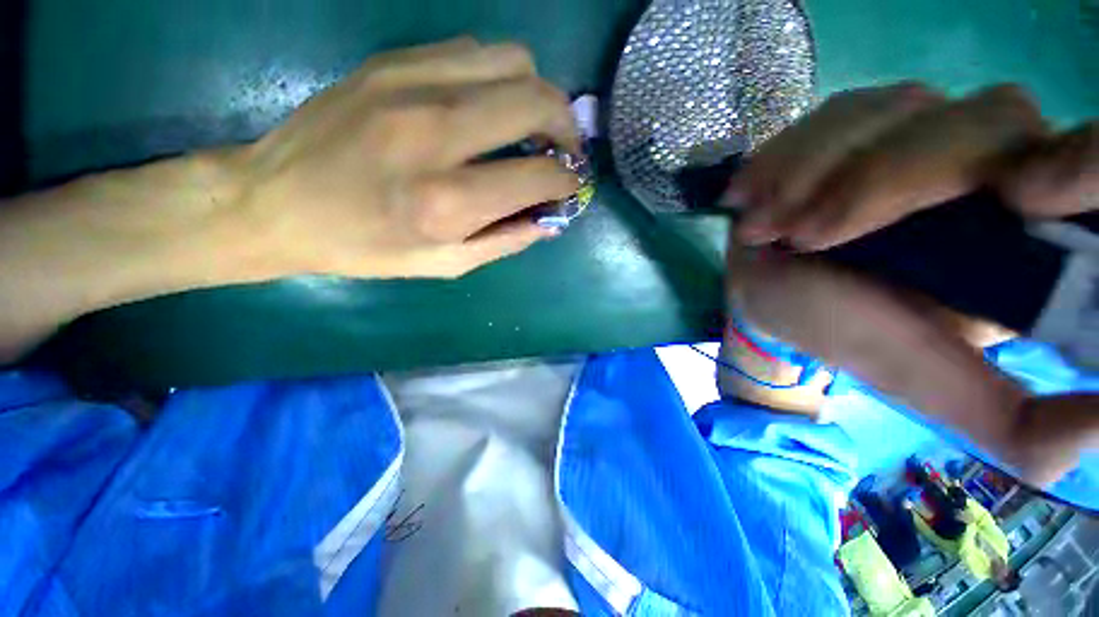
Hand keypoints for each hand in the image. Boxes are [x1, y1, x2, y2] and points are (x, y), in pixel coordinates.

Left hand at [230, 37, 579, 278]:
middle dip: (566, 125)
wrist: (275, 201)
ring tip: (529, 124)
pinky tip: (488, 105)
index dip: (566, 180)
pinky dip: (497, 77)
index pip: (537, 176)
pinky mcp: (392, 61)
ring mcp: (410, 85)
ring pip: (511, 60)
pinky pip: (472, 50)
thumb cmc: (365, 246)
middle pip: (535, 100)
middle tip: (564, 148)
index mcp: (446, 202)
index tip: (569, 184)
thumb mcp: (445, 264)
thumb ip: (506, 240)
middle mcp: (434, 134)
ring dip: (536, 93)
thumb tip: (550, 220)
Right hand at [723, 83, 1098, 486]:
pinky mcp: (864, 119)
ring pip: (904, 109)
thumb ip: (1022, 430)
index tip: (1019, 199)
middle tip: (803, 239)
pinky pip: (841, 110)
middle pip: (989, 122)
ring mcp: (926, 126)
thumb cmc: (844, 333)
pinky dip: (792, 154)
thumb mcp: (932, 388)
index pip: (1096, 164)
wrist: (769, 296)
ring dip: (817, 171)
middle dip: (884, 183)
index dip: (1084, 163)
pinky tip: (758, 194)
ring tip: (764, 226)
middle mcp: (1000, 162)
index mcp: (1036, 236)